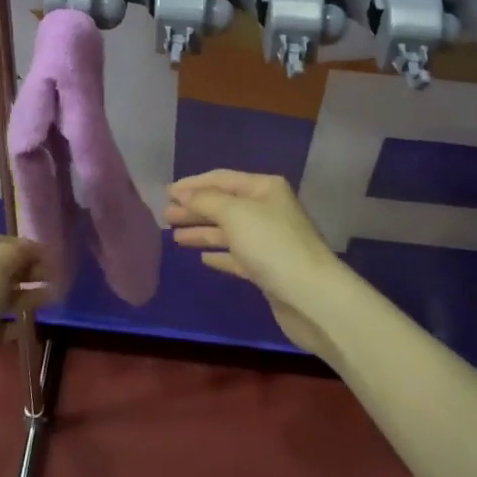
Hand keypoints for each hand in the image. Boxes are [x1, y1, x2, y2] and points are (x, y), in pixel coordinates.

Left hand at [0, 235, 40, 389]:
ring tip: (47, 303)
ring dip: (22, 297)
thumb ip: (14, 255)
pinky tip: (18, 331)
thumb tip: (27, 246)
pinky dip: (6, 324)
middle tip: (54, 282)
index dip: (26, 247)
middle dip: (27, 272)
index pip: (0, 241)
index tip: (52, 259)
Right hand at [164, 171, 352, 358]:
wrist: (311, 297)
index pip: (222, 179)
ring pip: (228, 231)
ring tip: (175, 237)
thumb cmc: (272, 245)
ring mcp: (269, 240)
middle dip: (194, 209)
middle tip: (165, 216)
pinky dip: (219, 254)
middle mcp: (268, 210)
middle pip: (223, 205)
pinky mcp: (268, 269)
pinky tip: (202, 258)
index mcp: (264, 188)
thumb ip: (205, 200)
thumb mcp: (234, 213)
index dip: (193, 185)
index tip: (166, 193)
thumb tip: (183, 193)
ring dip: (202, 231)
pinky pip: (237, 255)